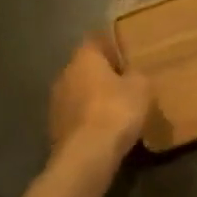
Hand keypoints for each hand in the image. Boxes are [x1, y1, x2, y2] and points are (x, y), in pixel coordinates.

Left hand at [48, 35, 151, 166]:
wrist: (87, 155)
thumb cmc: (116, 110)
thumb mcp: (141, 87)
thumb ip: (136, 75)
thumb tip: (132, 74)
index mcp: (84, 58)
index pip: (95, 41)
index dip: (110, 46)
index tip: (125, 55)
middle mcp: (65, 74)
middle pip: (85, 68)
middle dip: (102, 74)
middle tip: (124, 82)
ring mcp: (56, 103)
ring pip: (78, 92)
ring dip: (93, 98)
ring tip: (115, 108)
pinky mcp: (54, 129)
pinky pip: (75, 116)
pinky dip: (88, 119)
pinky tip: (104, 130)